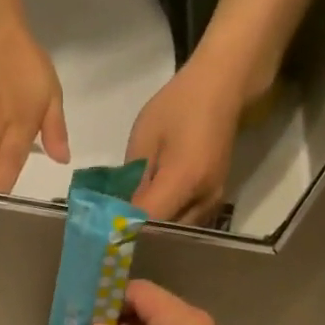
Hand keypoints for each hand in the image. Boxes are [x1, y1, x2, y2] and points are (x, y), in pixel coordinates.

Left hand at [125, 62, 243, 225]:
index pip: (149, 220)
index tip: (102, 233)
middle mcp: (204, 198)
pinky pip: (188, 222)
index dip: (125, 228)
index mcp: (185, 179)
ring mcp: (214, 201)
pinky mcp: (216, 199)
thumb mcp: (144, 139)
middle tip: (112, 233)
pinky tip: (150, 217)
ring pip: (178, 232)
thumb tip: (119, 212)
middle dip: (139, 235)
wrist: (222, 89)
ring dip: (154, 233)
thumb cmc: (178, 106)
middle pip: (166, 234)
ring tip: (128, 227)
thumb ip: (132, 180)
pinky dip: (168, 224)